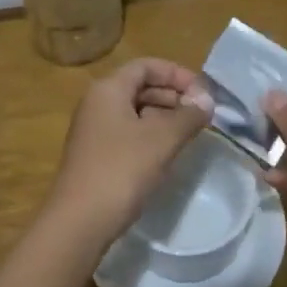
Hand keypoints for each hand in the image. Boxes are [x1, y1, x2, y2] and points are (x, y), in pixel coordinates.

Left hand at [47, 57, 214, 247]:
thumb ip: (187, 116)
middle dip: (173, 95)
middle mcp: (96, 103)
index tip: (203, 93)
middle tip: (202, 115)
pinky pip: (128, 132)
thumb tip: (206, 102)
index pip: (146, 66)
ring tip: (190, 133)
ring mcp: (93, 130)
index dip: (177, 73)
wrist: (80, 221)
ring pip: (134, 111)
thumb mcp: (162, 139)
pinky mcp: (96, 154)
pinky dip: (150, 135)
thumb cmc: (121, 170)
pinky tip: (167, 153)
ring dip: (164, 116)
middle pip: (139, 86)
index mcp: (108, 89)